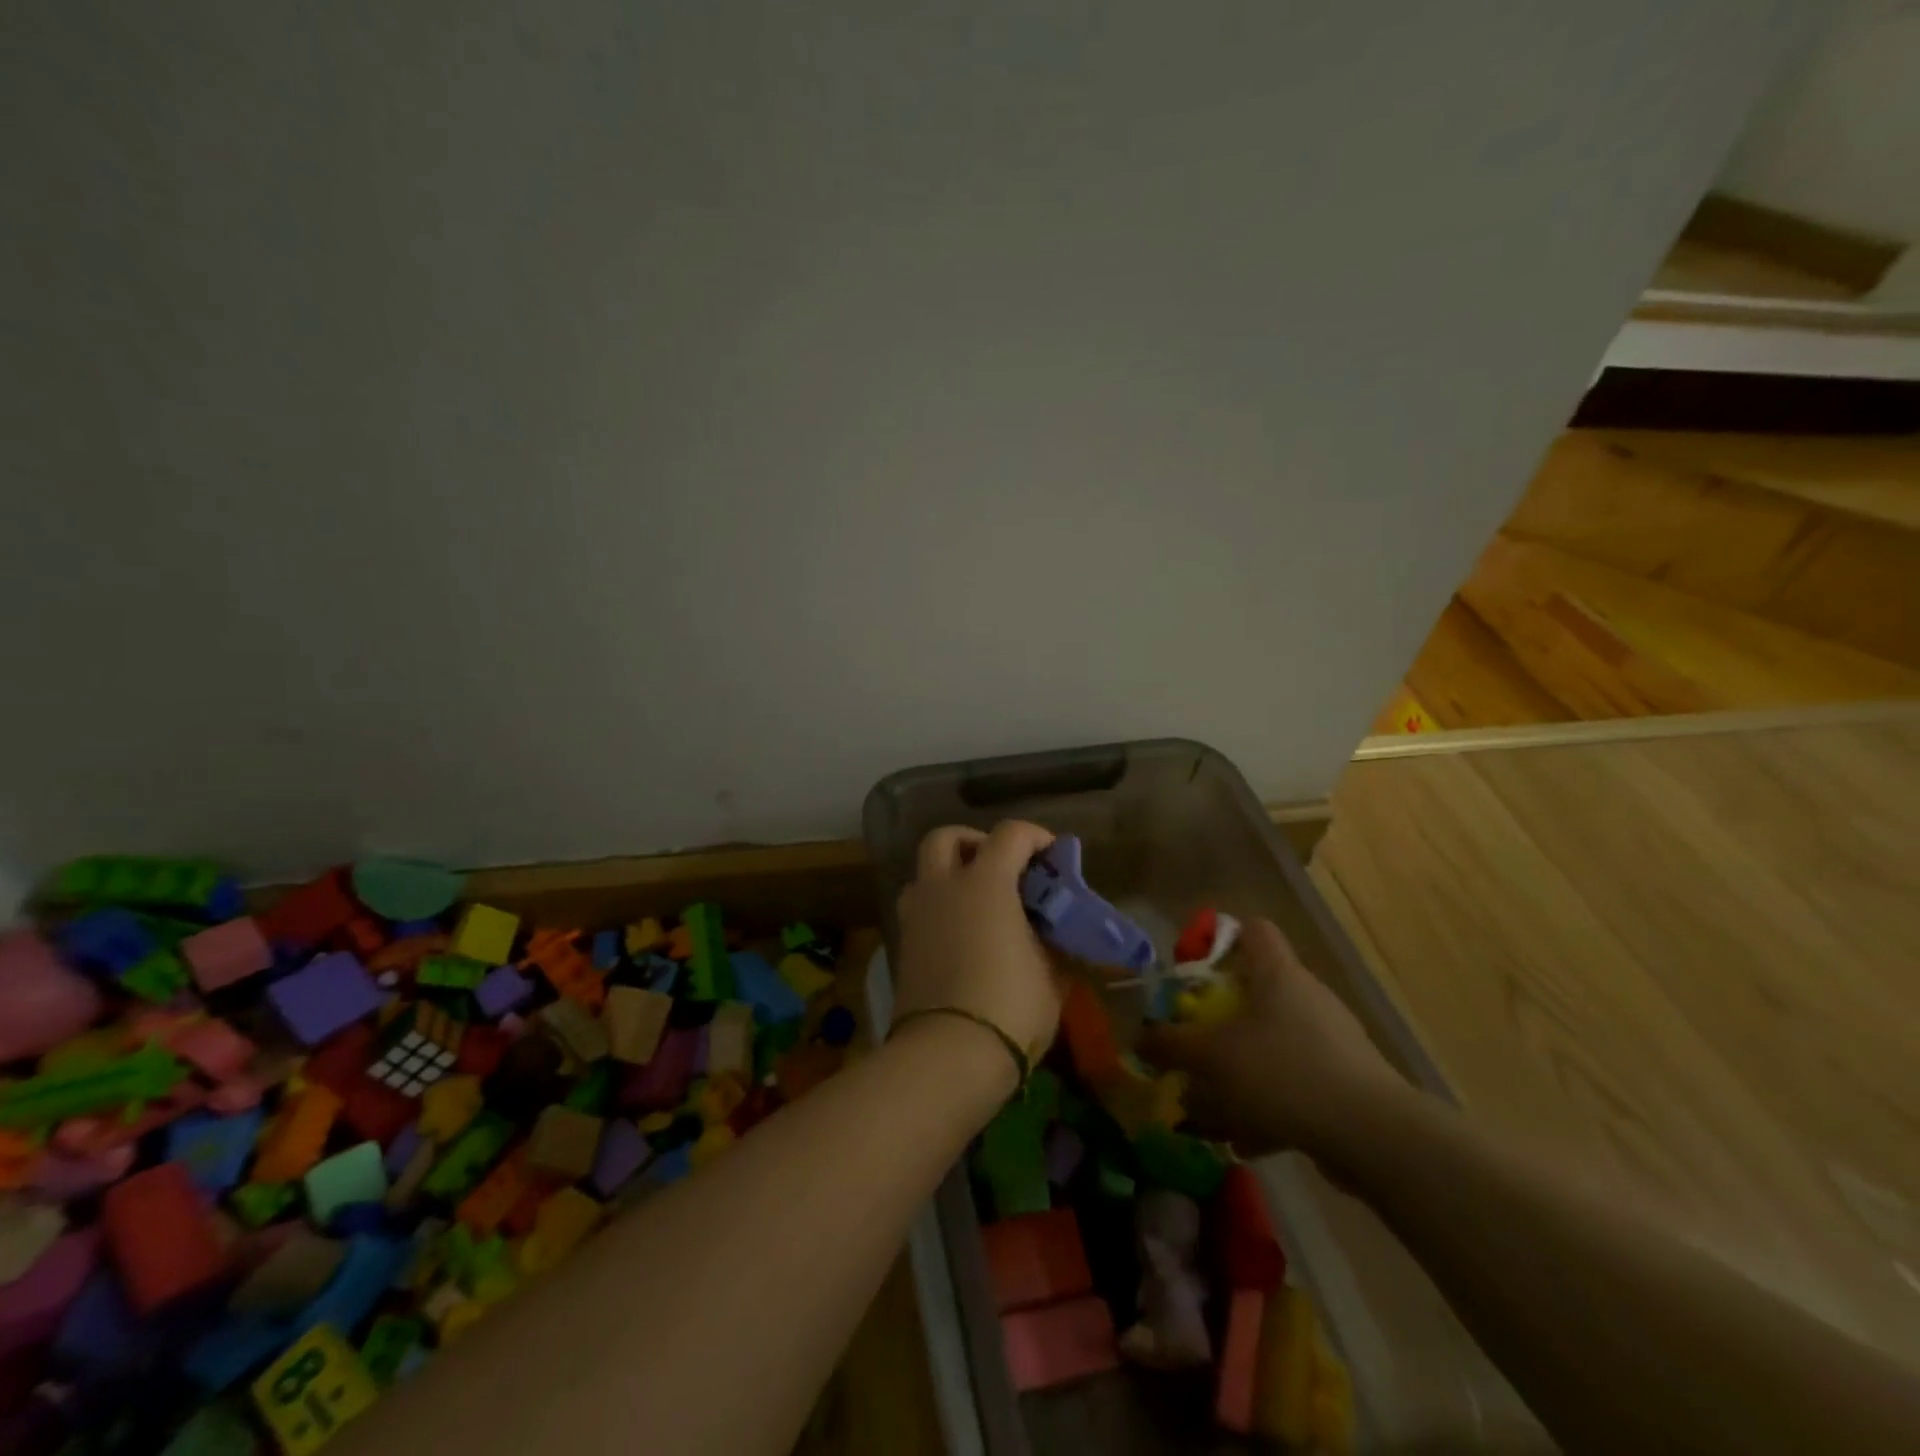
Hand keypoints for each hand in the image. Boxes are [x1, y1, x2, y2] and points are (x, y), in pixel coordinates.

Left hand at [893, 821, 1063, 1066]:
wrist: (948, 1054)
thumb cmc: (1010, 1006)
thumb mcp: (1052, 973)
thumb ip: (1052, 939)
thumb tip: (1052, 930)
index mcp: (985, 883)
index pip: (1010, 834)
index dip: (1035, 836)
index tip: (1053, 855)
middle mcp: (943, 886)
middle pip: (946, 837)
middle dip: (974, 841)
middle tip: (1000, 865)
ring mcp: (916, 914)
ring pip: (924, 871)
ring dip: (949, 873)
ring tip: (976, 901)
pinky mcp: (902, 943)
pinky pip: (919, 907)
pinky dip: (938, 906)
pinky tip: (960, 933)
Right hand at [1139, 918, 1407, 1165]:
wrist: (1371, 1135)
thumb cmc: (1283, 1072)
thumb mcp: (1212, 1057)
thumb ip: (1171, 1045)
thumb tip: (1140, 1039)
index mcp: (1277, 973)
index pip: (1251, 930)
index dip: (1219, 941)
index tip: (1192, 972)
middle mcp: (1306, 997)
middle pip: (1254, 993)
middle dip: (1218, 1024)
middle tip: (1193, 1047)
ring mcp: (1330, 1040)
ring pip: (1270, 1045)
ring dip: (1239, 1073)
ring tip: (1211, 1108)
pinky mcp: (1343, 1081)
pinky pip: (1293, 1082)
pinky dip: (1268, 1105)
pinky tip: (1247, 1140)